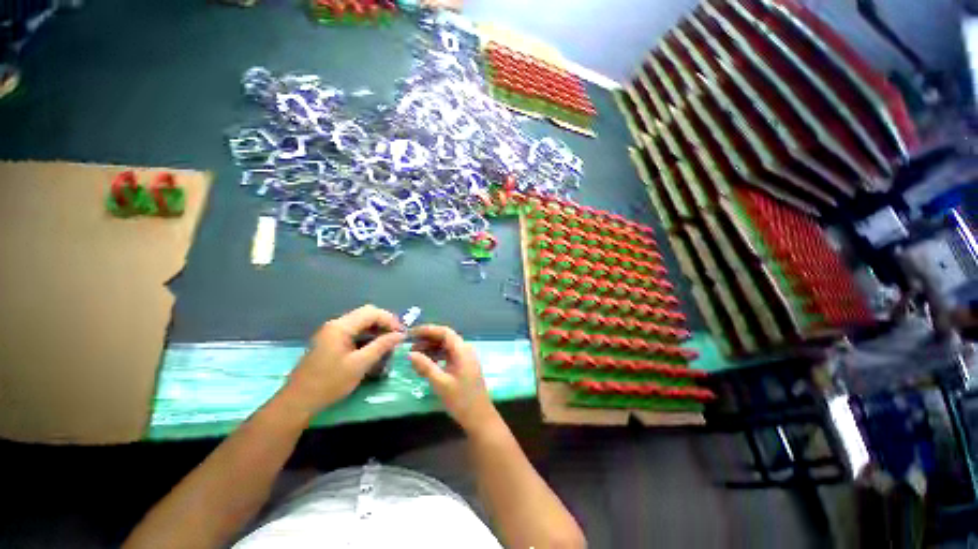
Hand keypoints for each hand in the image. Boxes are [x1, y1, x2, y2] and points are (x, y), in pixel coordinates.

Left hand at [281, 305, 403, 416]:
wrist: (298, 401)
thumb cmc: (329, 382)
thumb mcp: (360, 364)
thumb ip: (381, 346)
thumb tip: (400, 335)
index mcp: (341, 326)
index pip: (371, 312)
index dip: (389, 320)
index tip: (401, 333)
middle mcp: (335, 324)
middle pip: (366, 314)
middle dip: (384, 323)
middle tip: (396, 336)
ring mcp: (331, 332)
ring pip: (360, 322)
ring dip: (376, 329)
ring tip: (388, 342)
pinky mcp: (330, 341)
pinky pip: (353, 331)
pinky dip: (366, 335)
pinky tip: (373, 347)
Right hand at [408, 325, 500, 435]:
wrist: (479, 417)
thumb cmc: (461, 400)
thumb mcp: (441, 383)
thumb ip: (426, 366)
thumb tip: (410, 353)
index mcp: (463, 350)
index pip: (445, 332)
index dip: (428, 330)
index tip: (412, 333)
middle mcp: (465, 350)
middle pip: (446, 338)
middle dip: (428, 339)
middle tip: (410, 344)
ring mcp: (466, 358)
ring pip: (447, 346)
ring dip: (432, 348)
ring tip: (415, 354)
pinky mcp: (464, 366)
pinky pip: (449, 355)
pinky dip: (437, 356)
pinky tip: (426, 363)